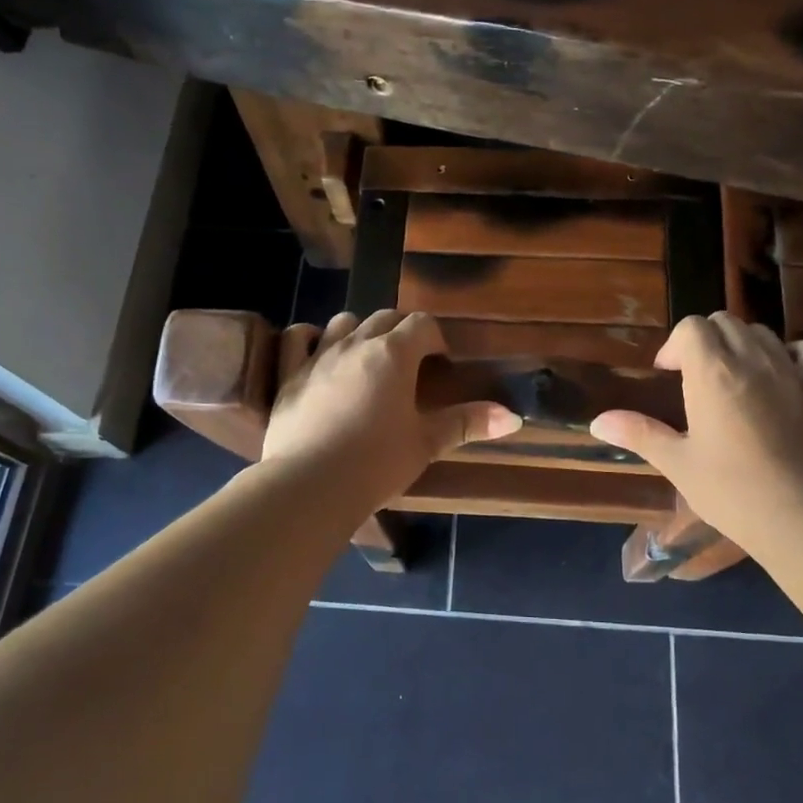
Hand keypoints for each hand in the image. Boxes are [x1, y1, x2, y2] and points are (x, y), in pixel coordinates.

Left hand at [263, 310, 521, 507]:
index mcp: (394, 354)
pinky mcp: (289, 375)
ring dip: (360, 331)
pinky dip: (309, 338)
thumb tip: (513, 417)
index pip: (422, 324)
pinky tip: (317, 350)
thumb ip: (467, 423)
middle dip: (402, 332)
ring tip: (367, 357)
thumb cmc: (377, 463)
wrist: (311, 484)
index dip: (435, 338)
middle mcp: (356, 344)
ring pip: (343, 322)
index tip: (440, 363)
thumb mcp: (426, 443)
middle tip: (410, 362)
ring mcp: (318, 356)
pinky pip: (296, 338)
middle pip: (385, 317)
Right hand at [589, 314, 802, 554]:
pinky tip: (779, 378)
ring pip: (761, 332)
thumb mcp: (677, 464)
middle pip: (724, 322)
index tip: (669, 375)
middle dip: (705, 341)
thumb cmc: (732, 491)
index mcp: (711, 373)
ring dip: (741, 345)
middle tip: (696, 378)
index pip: (691, 327)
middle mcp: (751, 360)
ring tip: (733, 379)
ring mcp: (791, 371)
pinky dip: (788, 354)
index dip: (675, 346)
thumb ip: (639, 433)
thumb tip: (597, 422)